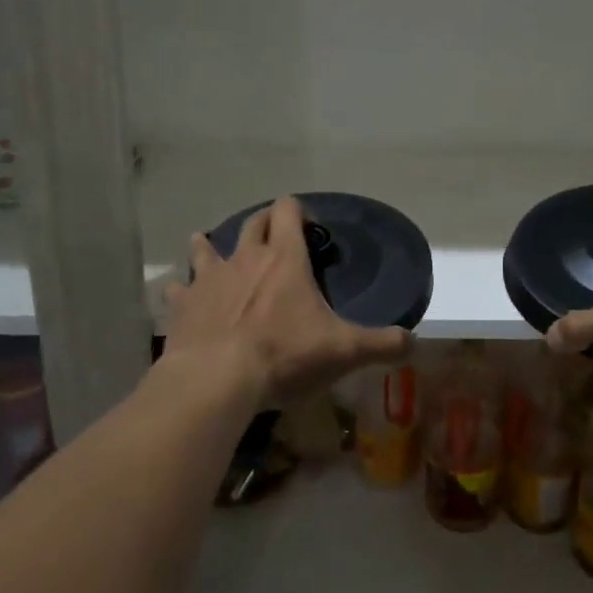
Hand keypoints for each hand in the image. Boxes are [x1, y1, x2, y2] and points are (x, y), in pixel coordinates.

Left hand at [164, 197, 410, 401]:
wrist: (216, 380)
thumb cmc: (284, 356)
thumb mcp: (344, 351)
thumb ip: (382, 344)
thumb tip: (413, 342)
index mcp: (284, 259)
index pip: (288, 212)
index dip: (298, 211)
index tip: (309, 227)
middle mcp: (245, 258)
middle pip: (252, 223)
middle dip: (264, 223)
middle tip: (273, 236)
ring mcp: (209, 280)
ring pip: (206, 248)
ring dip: (210, 246)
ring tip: (209, 246)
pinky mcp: (183, 306)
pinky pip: (178, 289)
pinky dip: (182, 291)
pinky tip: (180, 296)